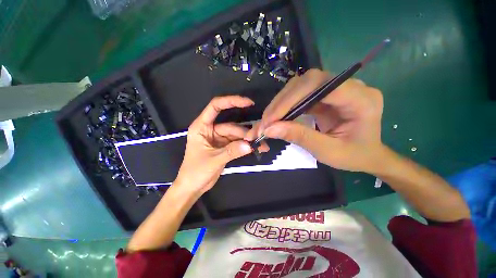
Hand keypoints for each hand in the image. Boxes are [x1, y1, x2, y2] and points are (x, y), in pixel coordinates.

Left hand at [174, 96, 256, 193]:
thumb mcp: (213, 160)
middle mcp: (211, 130)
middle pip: (231, 126)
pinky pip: (237, 143)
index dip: (231, 101)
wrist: (193, 187)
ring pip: (236, 135)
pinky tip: (256, 149)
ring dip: (248, 140)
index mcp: (202, 127)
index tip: (248, 103)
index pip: (215, 107)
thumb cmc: (195, 172)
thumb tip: (250, 145)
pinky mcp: (224, 146)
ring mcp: (219, 138)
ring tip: (261, 145)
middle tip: (259, 138)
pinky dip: (246, 146)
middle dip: (245, 132)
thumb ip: (231, 152)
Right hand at [248, 69, 384, 172]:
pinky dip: (285, 105)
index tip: (271, 120)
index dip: (291, 100)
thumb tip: (269, 129)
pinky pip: (300, 94)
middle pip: (307, 82)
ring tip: (268, 120)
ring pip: (301, 85)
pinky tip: (277, 116)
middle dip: (282, 102)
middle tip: (266, 121)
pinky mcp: (325, 95)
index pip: (320, 86)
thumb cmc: (354, 156)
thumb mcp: (327, 151)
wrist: (367, 155)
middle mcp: (350, 86)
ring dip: (280, 103)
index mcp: (361, 100)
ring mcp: (336, 88)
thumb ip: (299, 137)